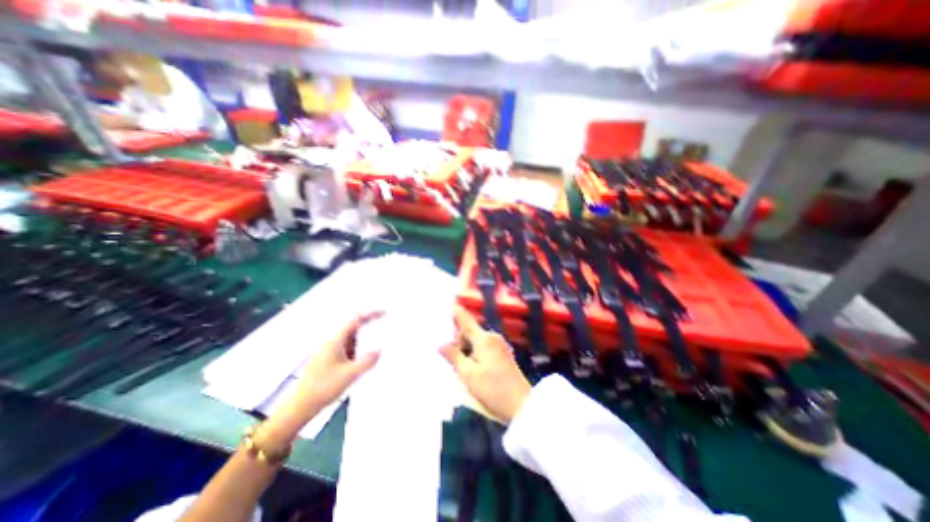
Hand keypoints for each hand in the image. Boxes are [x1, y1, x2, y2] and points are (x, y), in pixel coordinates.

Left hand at [290, 311, 378, 409]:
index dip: (370, 314)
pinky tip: (364, 354)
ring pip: (350, 336)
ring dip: (363, 335)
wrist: (300, 406)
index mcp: (335, 341)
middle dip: (368, 323)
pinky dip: (358, 346)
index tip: (384, 313)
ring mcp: (328, 350)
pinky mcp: (328, 358)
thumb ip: (367, 361)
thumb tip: (380, 350)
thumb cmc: (324, 388)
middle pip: (352, 326)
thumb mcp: (350, 375)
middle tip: (383, 322)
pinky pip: (346, 346)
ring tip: (378, 338)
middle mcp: (331, 342)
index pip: (354, 320)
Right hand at [441, 307, 530, 421]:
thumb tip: (441, 345)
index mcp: (483, 339)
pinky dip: (476, 355)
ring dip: (467, 351)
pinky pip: (484, 348)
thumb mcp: (468, 374)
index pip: (466, 321)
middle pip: (470, 333)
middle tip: (455, 364)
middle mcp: (492, 337)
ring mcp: (499, 345)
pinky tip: (475, 371)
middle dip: (460, 343)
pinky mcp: (503, 354)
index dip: (457, 313)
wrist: (522, 405)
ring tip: (466, 372)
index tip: (450, 305)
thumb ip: (454, 357)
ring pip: (476, 342)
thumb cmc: (493, 388)